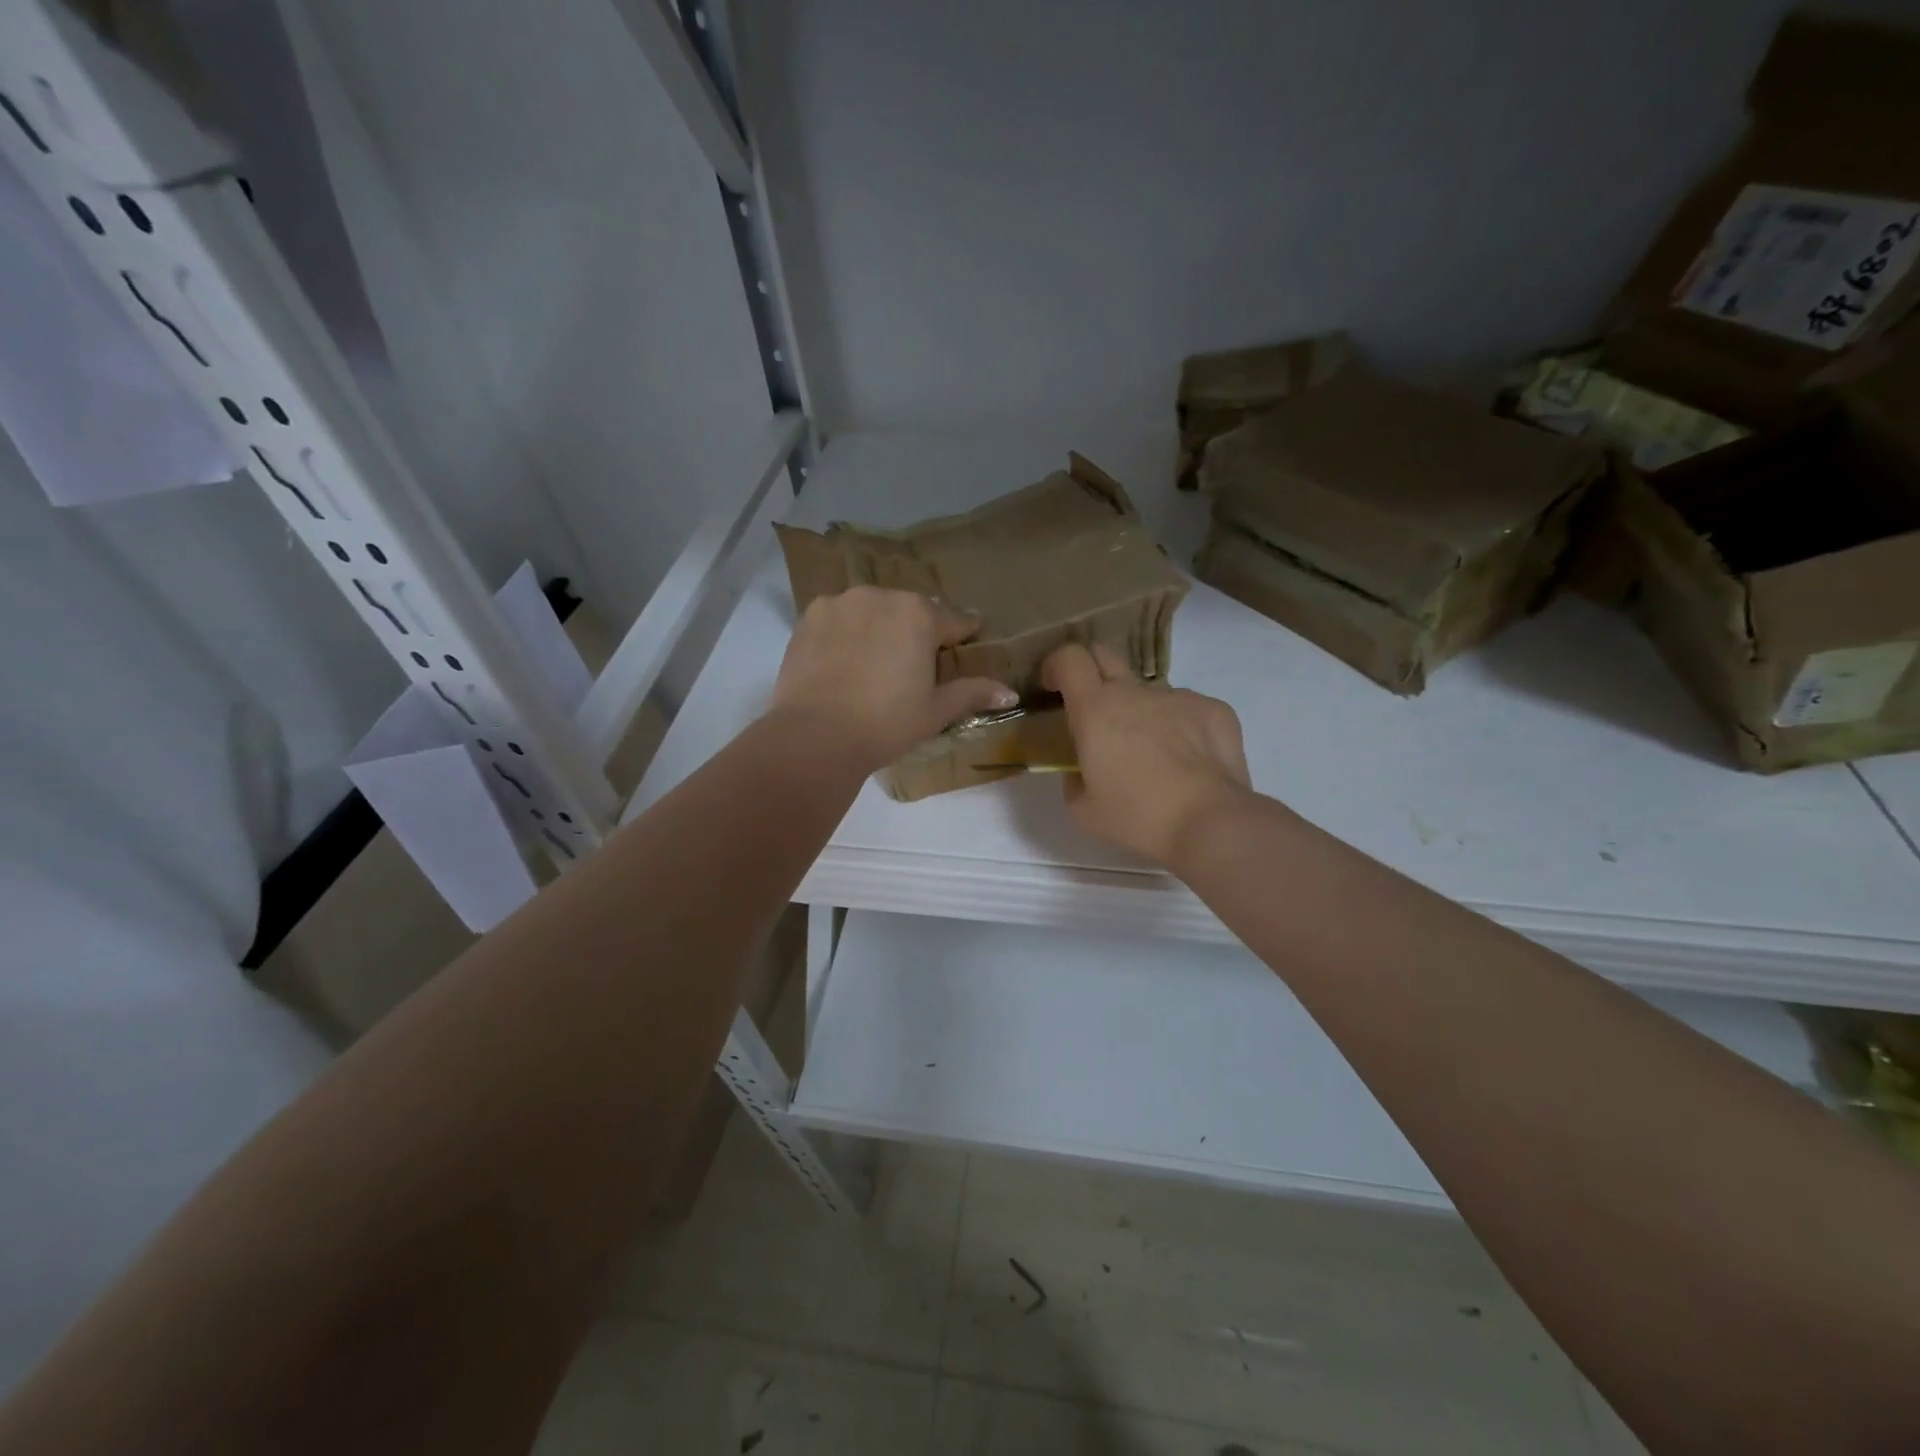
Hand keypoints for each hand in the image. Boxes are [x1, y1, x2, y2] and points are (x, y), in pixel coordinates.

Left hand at [770, 586, 1017, 770]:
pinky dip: (846, 634)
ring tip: (875, 663)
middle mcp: (880, 596)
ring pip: (872, 611)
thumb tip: (1010, 693)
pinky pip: (839, 619)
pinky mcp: (808, 617)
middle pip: (910, 611)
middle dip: (917, 632)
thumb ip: (972, 693)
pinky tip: (844, 662)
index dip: (963, 636)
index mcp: (919, 615)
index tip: (966, 644)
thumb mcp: (935, 711)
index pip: (954, 621)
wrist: (815, 736)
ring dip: (879, 628)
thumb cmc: (886, 723)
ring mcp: (840, 603)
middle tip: (914, 665)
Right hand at [1042, 643, 1251, 866]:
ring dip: (1141, 713)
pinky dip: (1180, 728)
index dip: (1057, 665)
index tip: (1053, 686)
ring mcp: (1179, 696)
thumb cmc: (1138, 818)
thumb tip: (1080, 770)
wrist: (1210, 823)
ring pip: (1149, 694)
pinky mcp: (1214, 709)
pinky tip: (1189, 763)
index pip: (1070, 658)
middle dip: (1092, 673)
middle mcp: (1135, 691)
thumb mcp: (1083, 812)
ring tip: (1154, 757)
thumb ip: (1073, 781)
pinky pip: (1186, 710)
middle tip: (1094, 712)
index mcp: (1096, 709)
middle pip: (1106, 656)